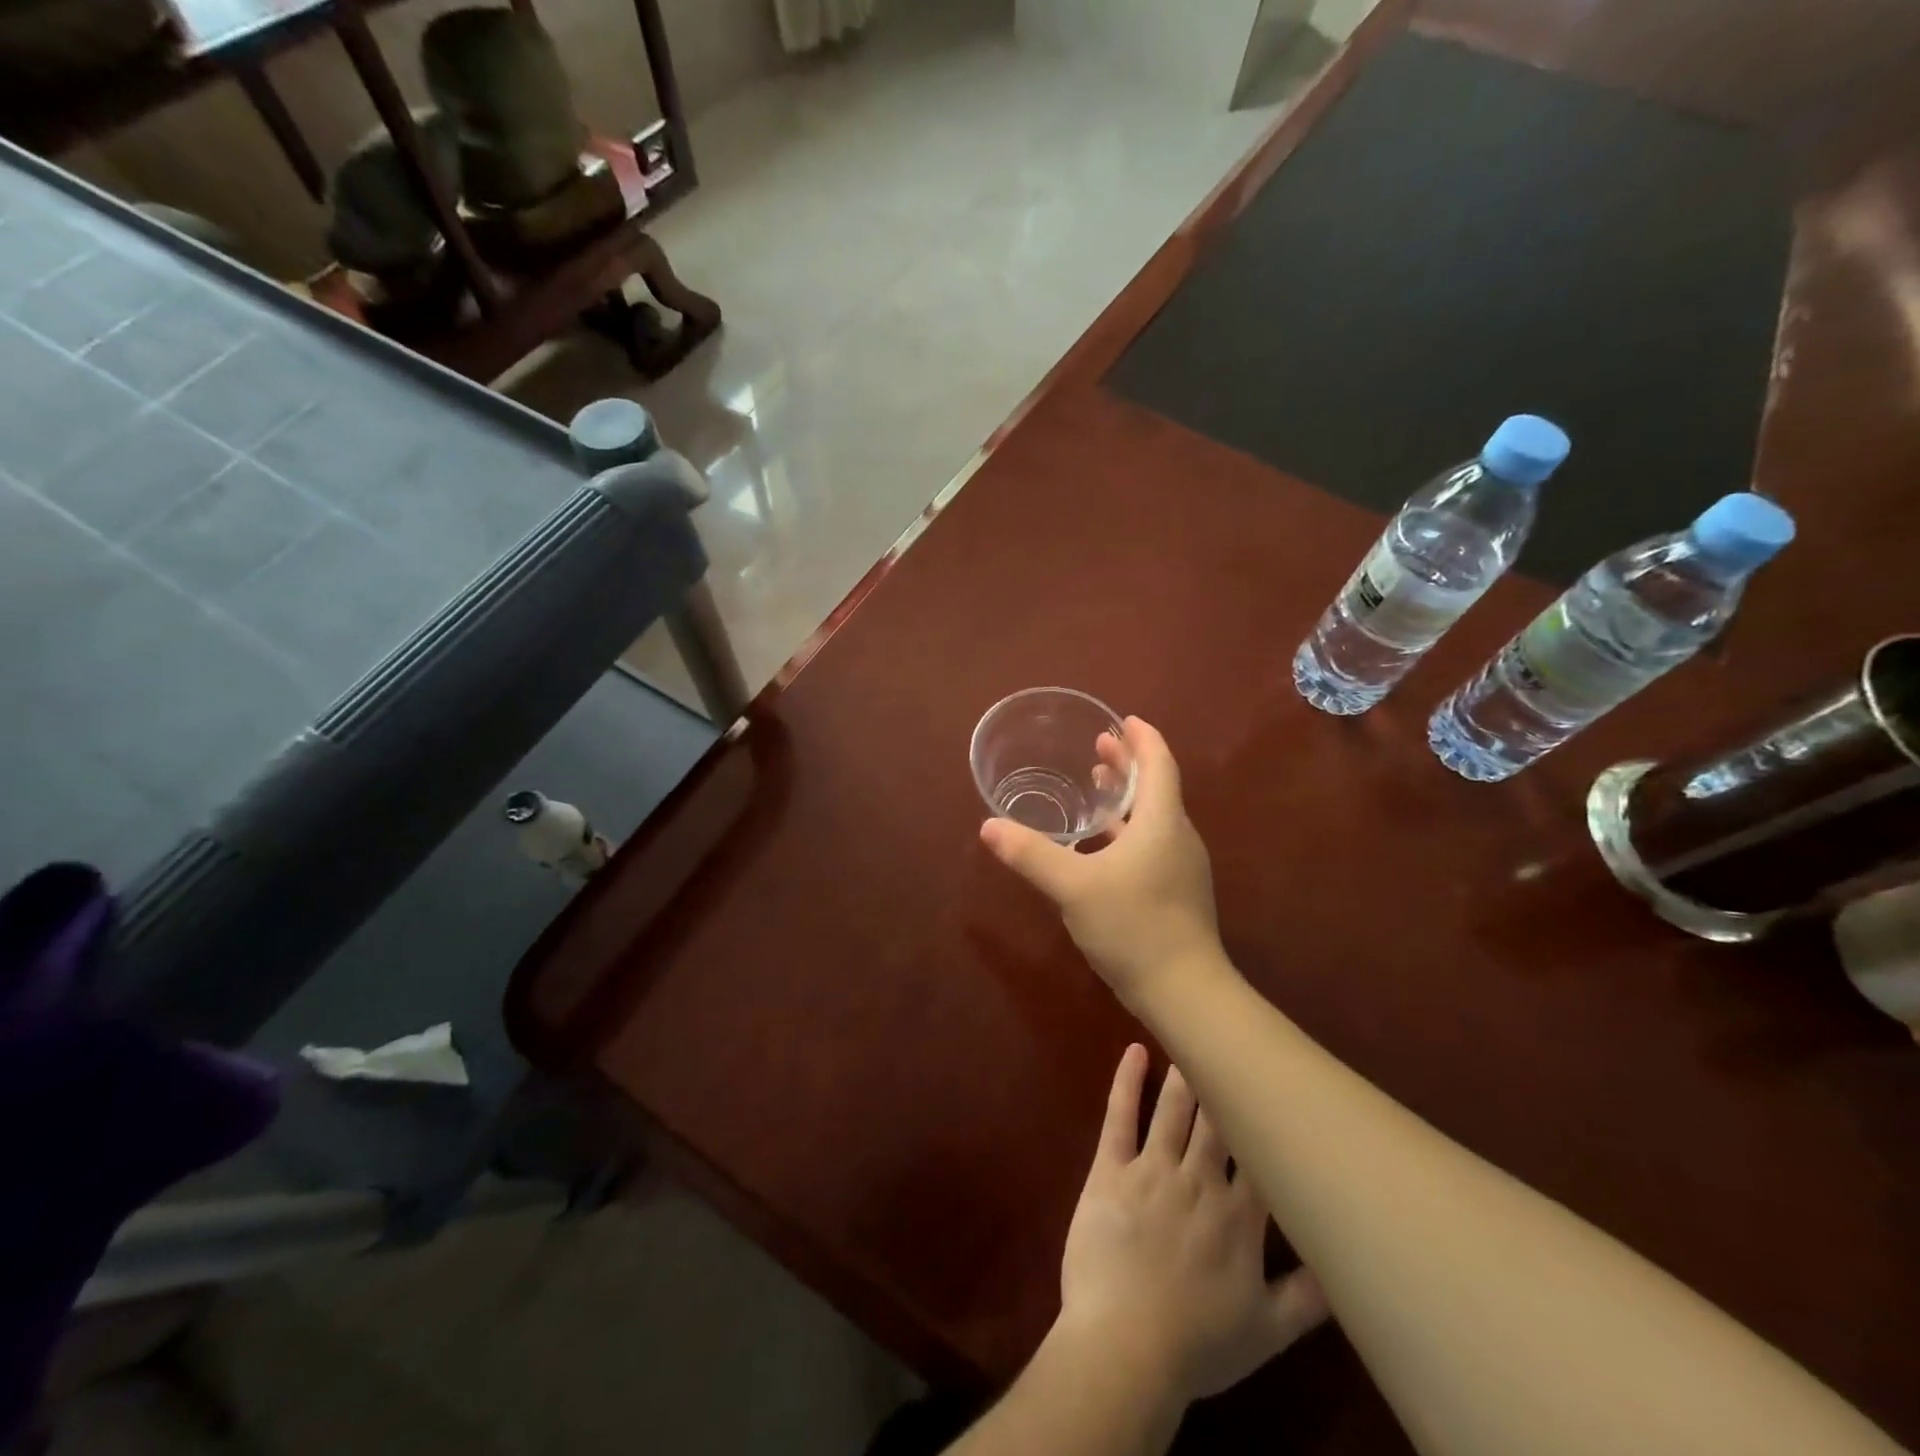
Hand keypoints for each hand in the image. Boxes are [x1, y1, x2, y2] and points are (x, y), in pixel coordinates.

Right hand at [980, 716, 1223, 1007]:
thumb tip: (988, 827)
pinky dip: (1128, 830)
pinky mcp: (1175, 892)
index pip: (1159, 764)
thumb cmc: (1133, 926)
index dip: (1143, 738)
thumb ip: (1031, 854)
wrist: (1184, 991)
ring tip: (1100, 785)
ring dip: (1127, 798)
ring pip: (1153, 817)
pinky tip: (1102, 845)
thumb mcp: (1073, 887)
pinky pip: (1151, 844)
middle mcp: (1177, 837)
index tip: (1124, 720)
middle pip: (1156, 787)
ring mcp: (1180, 867)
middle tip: (1100, 747)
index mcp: (1162, 822)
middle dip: (1129, 764)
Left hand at [1054, 1045, 1327, 1405]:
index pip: (1261, 1156)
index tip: (1277, 1087)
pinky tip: (1134, 1050)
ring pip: (1174, 1109)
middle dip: (1226, 1083)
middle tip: (1232, 1044)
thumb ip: (1308, 1297)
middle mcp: (1200, 1180)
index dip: (1268, 1120)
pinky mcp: (1111, 1168)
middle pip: (1217, 1121)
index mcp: (1240, 1217)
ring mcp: (1152, 1169)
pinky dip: (1126, 1080)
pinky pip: (1120, 1116)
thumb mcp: (1267, 1333)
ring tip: (1193, 1037)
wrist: (1125, 1347)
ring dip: (1186, 1073)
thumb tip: (1343, 1262)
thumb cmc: (1197, 1344)